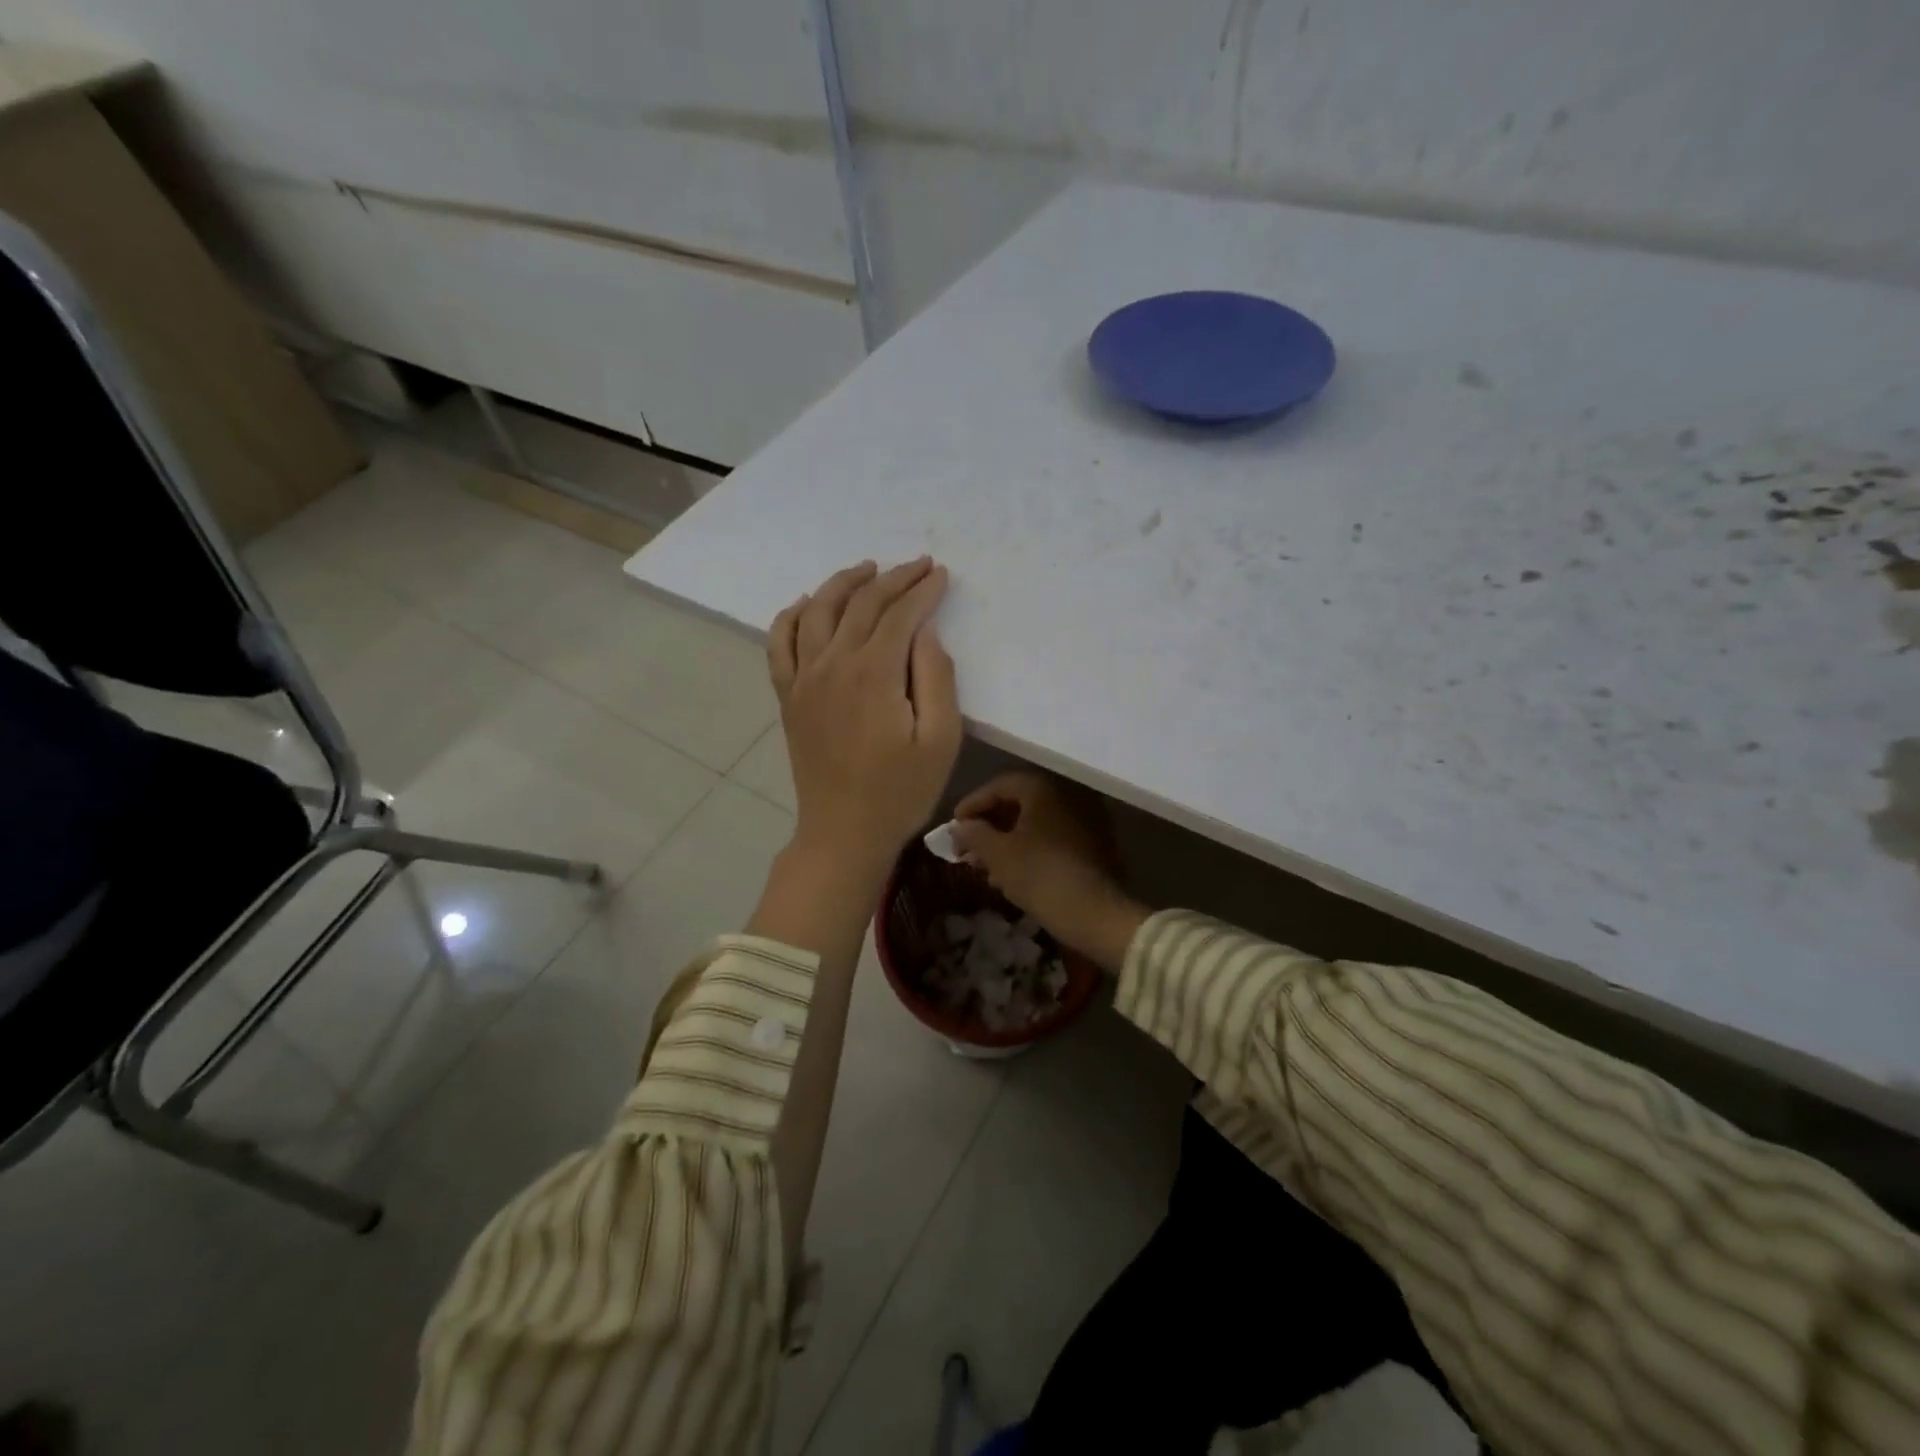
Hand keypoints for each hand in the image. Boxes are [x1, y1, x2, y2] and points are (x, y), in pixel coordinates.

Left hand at [767, 558, 962, 882]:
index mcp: (873, 673)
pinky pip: (780, 643)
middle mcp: (832, 664)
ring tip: (866, 569)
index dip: (922, 589)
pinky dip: (791, 616)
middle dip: (893, 578)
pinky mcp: (788, 696)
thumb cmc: (901, 791)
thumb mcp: (940, 739)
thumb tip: (925, 630)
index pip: (899, 613)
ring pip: (817, 611)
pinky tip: (805, 604)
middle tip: (918, 566)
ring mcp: (803, 679)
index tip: (941, 574)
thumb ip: (936, 677)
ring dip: (842, 584)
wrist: (843, 833)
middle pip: (861, 604)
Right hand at [951, 772, 1146, 971]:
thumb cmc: (1039, 874)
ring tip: (985, 868)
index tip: (954, 827)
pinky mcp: (1094, 845)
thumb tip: (960, 826)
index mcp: (1043, 788)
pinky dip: (1029, 850)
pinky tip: (1012, 876)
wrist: (1095, 913)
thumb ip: (973, 834)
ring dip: (1007, 841)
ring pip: (1035, 824)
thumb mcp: (997, 854)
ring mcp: (1085, 820)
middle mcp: (1067, 795)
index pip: (999, 785)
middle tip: (967, 849)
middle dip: (989, 827)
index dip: (972, 804)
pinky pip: (1052, 839)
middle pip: (1018, 804)